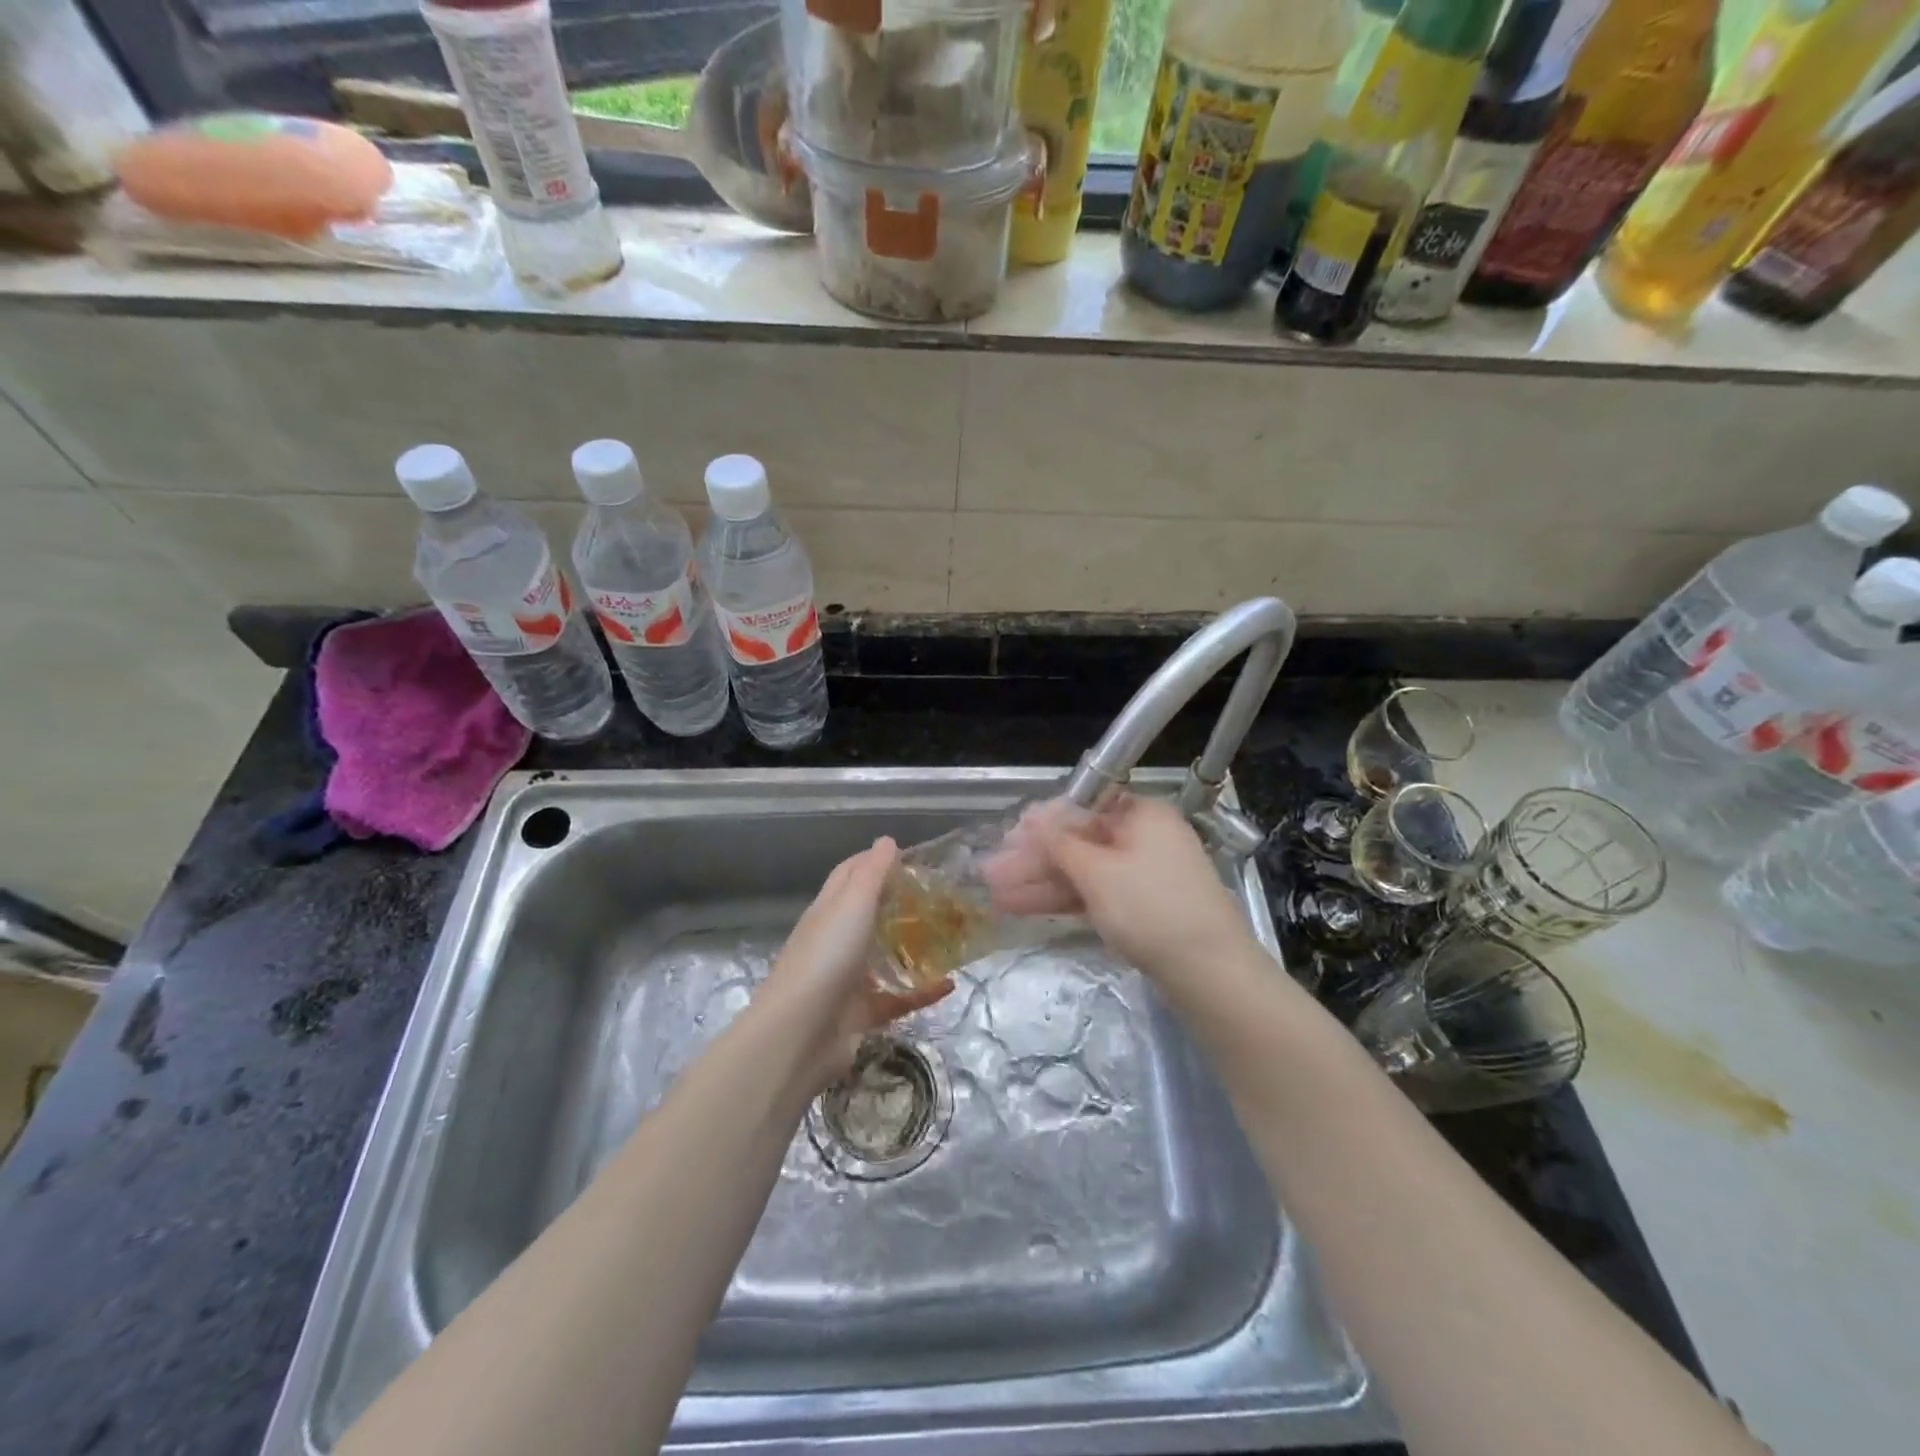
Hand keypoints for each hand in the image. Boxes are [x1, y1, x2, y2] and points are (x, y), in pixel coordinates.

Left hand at [759, 837, 950, 1088]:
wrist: (799, 1036)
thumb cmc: (826, 957)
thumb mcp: (852, 904)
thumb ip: (872, 873)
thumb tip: (886, 840)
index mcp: (829, 910)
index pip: (850, 873)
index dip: (876, 860)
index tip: (914, 857)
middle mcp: (836, 940)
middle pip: (870, 914)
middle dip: (901, 903)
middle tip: (942, 896)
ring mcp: (847, 979)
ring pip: (885, 957)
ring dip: (913, 947)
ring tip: (951, 936)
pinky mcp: (861, 1013)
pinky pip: (898, 999)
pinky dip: (922, 992)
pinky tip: (950, 984)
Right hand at [980, 794, 1252, 981]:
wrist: (1210, 973)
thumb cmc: (1151, 907)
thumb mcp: (1098, 872)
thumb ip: (1059, 843)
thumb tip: (1032, 816)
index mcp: (1141, 814)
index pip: (1082, 808)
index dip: (1042, 824)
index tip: (1008, 839)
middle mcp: (1143, 838)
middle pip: (1078, 842)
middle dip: (1033, 860)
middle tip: (990, 874)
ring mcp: (1142, 876)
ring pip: (1082, 872)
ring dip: (1039, 883)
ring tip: (995, 896)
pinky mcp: (1141, 909)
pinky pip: (1094, 895)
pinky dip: (1062, 900)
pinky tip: (1024, 908)